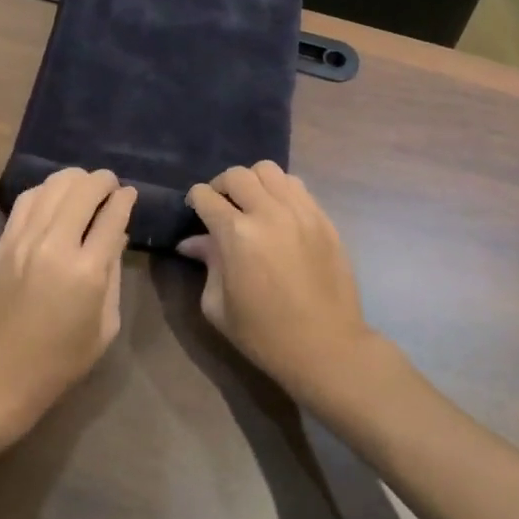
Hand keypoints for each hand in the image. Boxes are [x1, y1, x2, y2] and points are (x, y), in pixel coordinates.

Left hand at [0, 168, 136, 442]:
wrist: (3, 370)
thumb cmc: (64, 357)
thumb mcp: (106, 323)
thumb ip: (113, 272)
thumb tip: (117, 233)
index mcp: (86, 272)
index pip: (111, 216)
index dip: (125, 199)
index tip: (130, 193)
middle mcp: (55, 245)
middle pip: (83, 189)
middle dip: (103, 181)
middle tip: (111, 186)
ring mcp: (24, 239)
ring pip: (53, 186)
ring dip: (75, 179)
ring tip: (86, 187)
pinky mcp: (4, 241)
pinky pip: (27, 199)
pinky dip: (46, 189)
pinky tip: (56, 196)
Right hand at [180, 163, 377, 401]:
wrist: (326, 347)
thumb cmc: (264, 334)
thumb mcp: (218, 305)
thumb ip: (207, 263)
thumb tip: (191, 242)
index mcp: (237, 235)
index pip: (205, 196)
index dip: (195, 201)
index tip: (196, 212)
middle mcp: (269, 213)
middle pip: (237, 175)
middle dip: (221, 186)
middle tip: (221, 206)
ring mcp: (301, 212)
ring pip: (270, 171)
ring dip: (253, 182)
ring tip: (252, 204)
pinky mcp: (324, 219)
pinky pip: (297, 186)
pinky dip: (281, 191)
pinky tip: (279, 214)